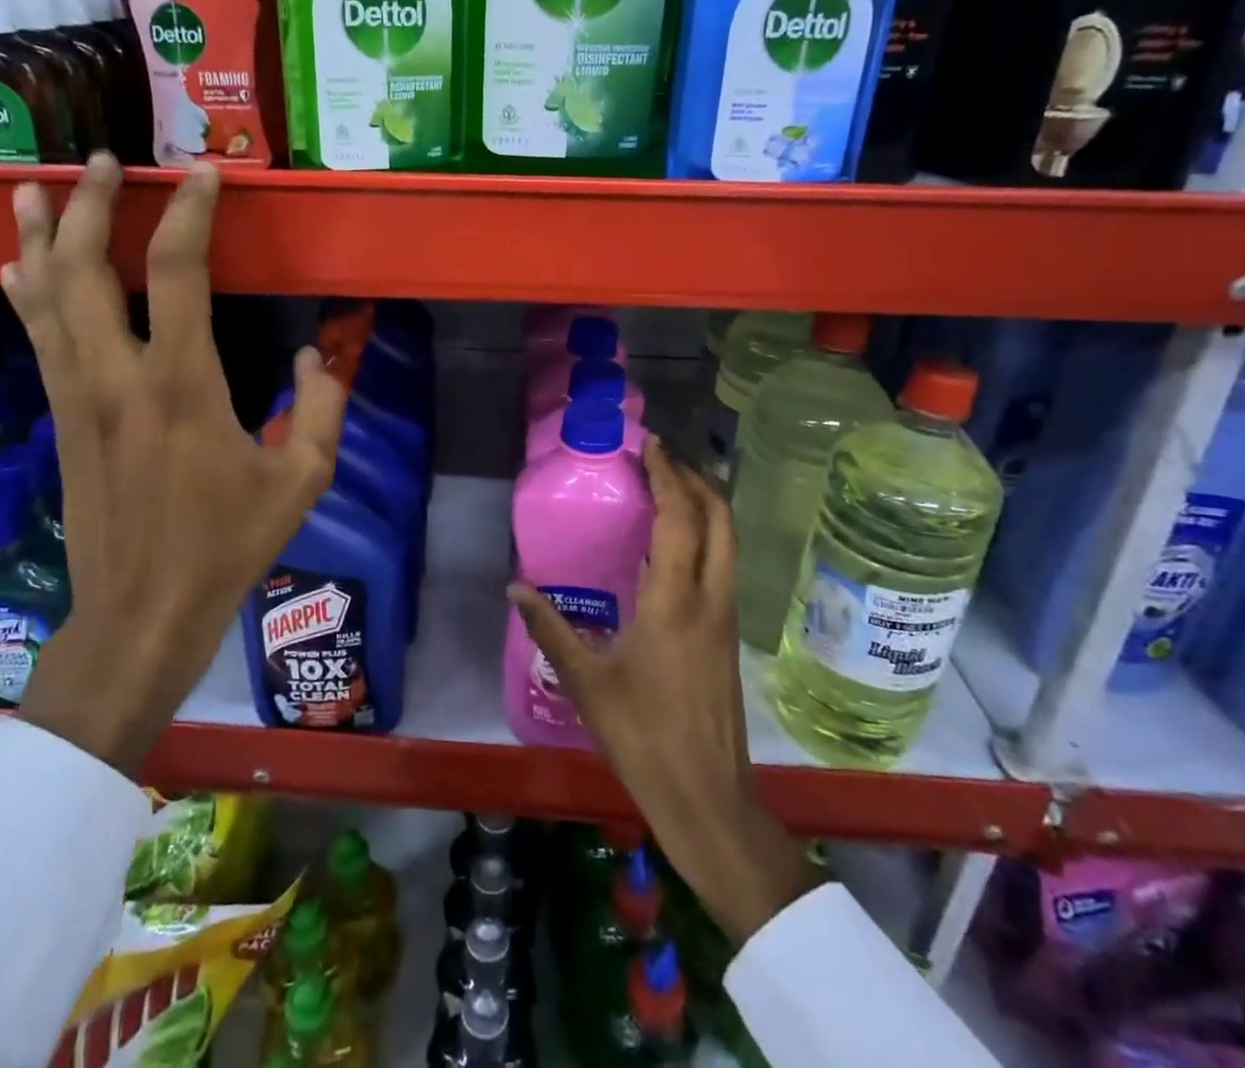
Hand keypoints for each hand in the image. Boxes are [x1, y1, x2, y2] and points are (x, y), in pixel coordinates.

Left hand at [4, 155, 346, 774]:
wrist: (142, 612)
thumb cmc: (228, 545)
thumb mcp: (303, 482)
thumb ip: (321, 408)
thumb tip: (312, 355)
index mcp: (184, 385)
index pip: (178, 273)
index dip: (189, 214)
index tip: (203, 175)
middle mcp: (119, 377)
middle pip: (86, 268)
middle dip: (88, 205)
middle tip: (100, 162)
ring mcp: (79, 396)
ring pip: (46, 297)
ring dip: (38, 236)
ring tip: (28, 186)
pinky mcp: (61, 418)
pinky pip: (38, 338)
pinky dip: (26, 293)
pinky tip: (14, 265)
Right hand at [509, 438, 808, 945]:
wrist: (707, 797)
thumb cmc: (643, 735)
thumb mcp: (586, 680)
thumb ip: (549, 627)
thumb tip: (516, 587)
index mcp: (675, 600)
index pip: (680, 518)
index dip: (668, 476)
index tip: (652, 446)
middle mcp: (710, 598)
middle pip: (719, 520)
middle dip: (696, 481)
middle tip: (662, 462)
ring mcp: (725, 618)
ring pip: (727, 543)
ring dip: (705, 508)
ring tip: (669, 492)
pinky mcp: (727, 637)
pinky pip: (721, 567)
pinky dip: (704, 539)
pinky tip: (672, 551)